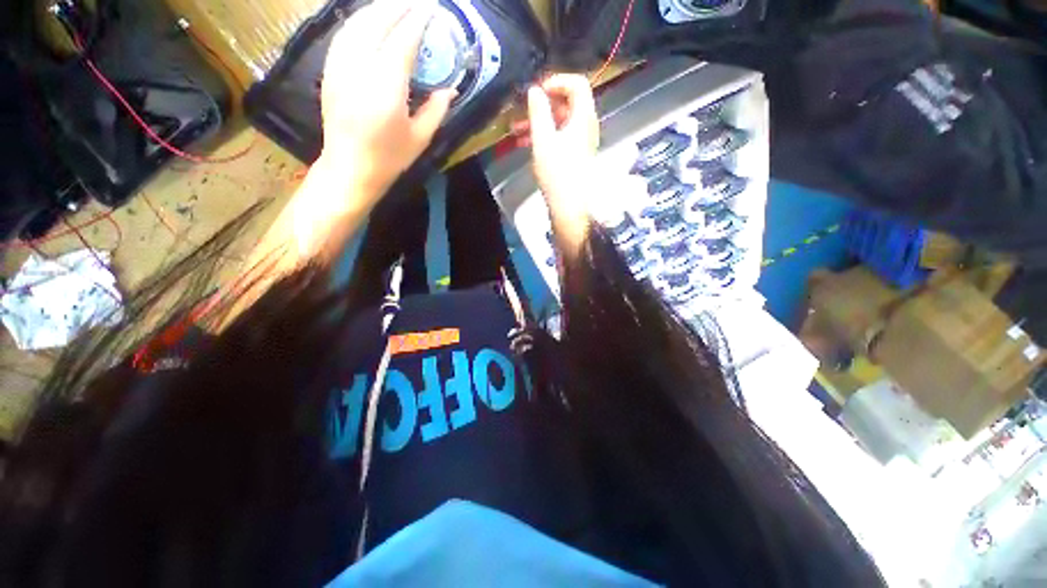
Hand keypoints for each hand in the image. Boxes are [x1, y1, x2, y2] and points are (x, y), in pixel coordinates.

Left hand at [319, 0, 454, 198]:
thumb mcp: (420, 138)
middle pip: (378, 22)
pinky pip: (345, 34)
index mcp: (387, 87)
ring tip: (397, 5)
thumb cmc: (389, 158)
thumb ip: (436, 110)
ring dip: (379, 9)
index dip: (418, 20)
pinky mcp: (330, 69)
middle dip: (399, 6)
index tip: (432, 9)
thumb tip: (451, 89)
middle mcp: (360, 68)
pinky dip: (361, 21)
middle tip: (418, 3)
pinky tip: (371, 20)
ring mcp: (340, 66)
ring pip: (358, 22)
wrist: (350, 167)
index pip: (403, 40)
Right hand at [521, 74, 600, 201]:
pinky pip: (559, 137)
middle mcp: (585, 126)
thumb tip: (535, 90)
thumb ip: (538, 112)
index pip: (577, 84)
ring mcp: (580, 142)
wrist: (569, 207)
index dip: (557, 81)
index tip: (537, 90)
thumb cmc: (557, 173)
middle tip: (521, 111)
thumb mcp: (543, 140)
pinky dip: (544, 136)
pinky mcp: (574, 156)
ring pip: (559, 122)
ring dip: (538, 122)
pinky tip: (525, 143)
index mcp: (583, 118)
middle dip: (541, 105)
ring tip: (516, 130)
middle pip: (566, 103)